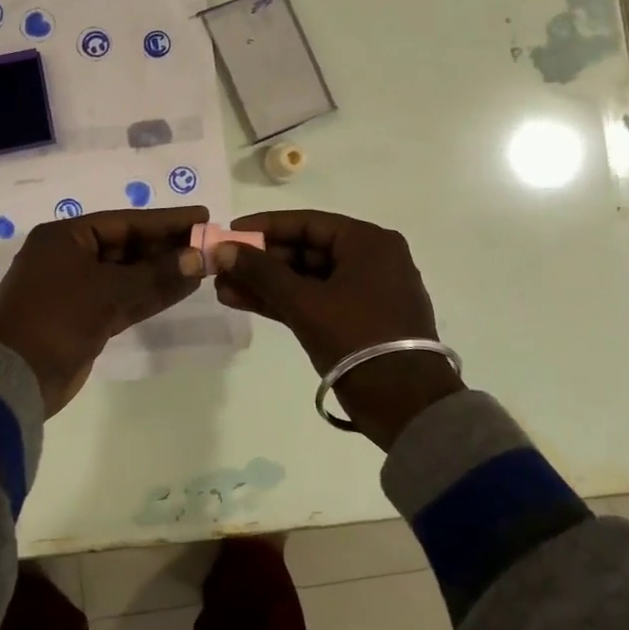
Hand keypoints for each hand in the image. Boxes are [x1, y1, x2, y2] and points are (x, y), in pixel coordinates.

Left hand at [0, 206, 204, 416]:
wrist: (16, 378)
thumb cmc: (56, 319)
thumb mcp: (107, 291)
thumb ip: (154, 274)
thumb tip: (197, 258)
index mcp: (65, 237)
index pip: (125, 222)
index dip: (165, 220)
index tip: (201, 216)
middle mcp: (69, 257)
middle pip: (127, 246)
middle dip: (166, 247)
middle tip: (207, 243)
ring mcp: (77, 289)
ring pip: (127, 275)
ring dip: (162, 272)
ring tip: (202, 266)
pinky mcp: (85, 318)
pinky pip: (123, 298)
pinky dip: (150, 295)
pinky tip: (183, 289)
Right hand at [214, 210, 461, 448]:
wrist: (407, 406)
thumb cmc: (358, 339)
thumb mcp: (305, 303)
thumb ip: (262, 273)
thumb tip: (223, 249)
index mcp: (368, 242)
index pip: (306, 222)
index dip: (264, 227)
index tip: (229, 232)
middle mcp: (371, 258)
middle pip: (306, 249)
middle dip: (261, 260)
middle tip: (221, 266)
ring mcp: (366, 291)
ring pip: (308, 278)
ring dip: (267, 283)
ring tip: (224, 289)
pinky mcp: (359, 320)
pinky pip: (316, 300)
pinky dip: (285, 302)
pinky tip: (245, 302)